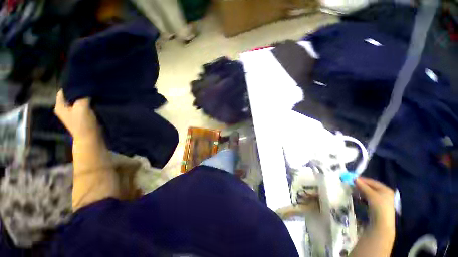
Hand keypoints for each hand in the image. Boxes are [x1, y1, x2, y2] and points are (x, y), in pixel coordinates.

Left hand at [54, 90, 99, 141]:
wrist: (91, 138)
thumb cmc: (83, 124)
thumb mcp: (82, 108)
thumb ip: (83, 97)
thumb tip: (87, 88)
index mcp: (60, 106)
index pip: (64, 91)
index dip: (73, 86)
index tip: (83, 82)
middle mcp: (65, 108)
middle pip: (72, 95)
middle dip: (80, 91)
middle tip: (90, 87)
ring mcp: (74, 113)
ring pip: (79, 100)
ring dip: (86, 97)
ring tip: (94, 92)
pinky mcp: (82, 116)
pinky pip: (85, 105)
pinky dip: (89, 102)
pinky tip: (96, 100)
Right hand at [355, 177, 394, 231]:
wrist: (382, 223)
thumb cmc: (379, 206)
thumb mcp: (370, 194)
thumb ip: (362, 186)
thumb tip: (354, 178)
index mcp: (385, 189)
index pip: (371, 181)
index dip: (362, 179)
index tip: (352, 178)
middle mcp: (384, 193)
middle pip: (370, 187)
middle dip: (360, 185)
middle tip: (351, 184)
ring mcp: (380, 200)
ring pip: (368, 192)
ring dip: (360, 191)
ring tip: (353, 191)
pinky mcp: (376, 206)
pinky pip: (368, 198)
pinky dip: (362, 196)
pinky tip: (357, 197)